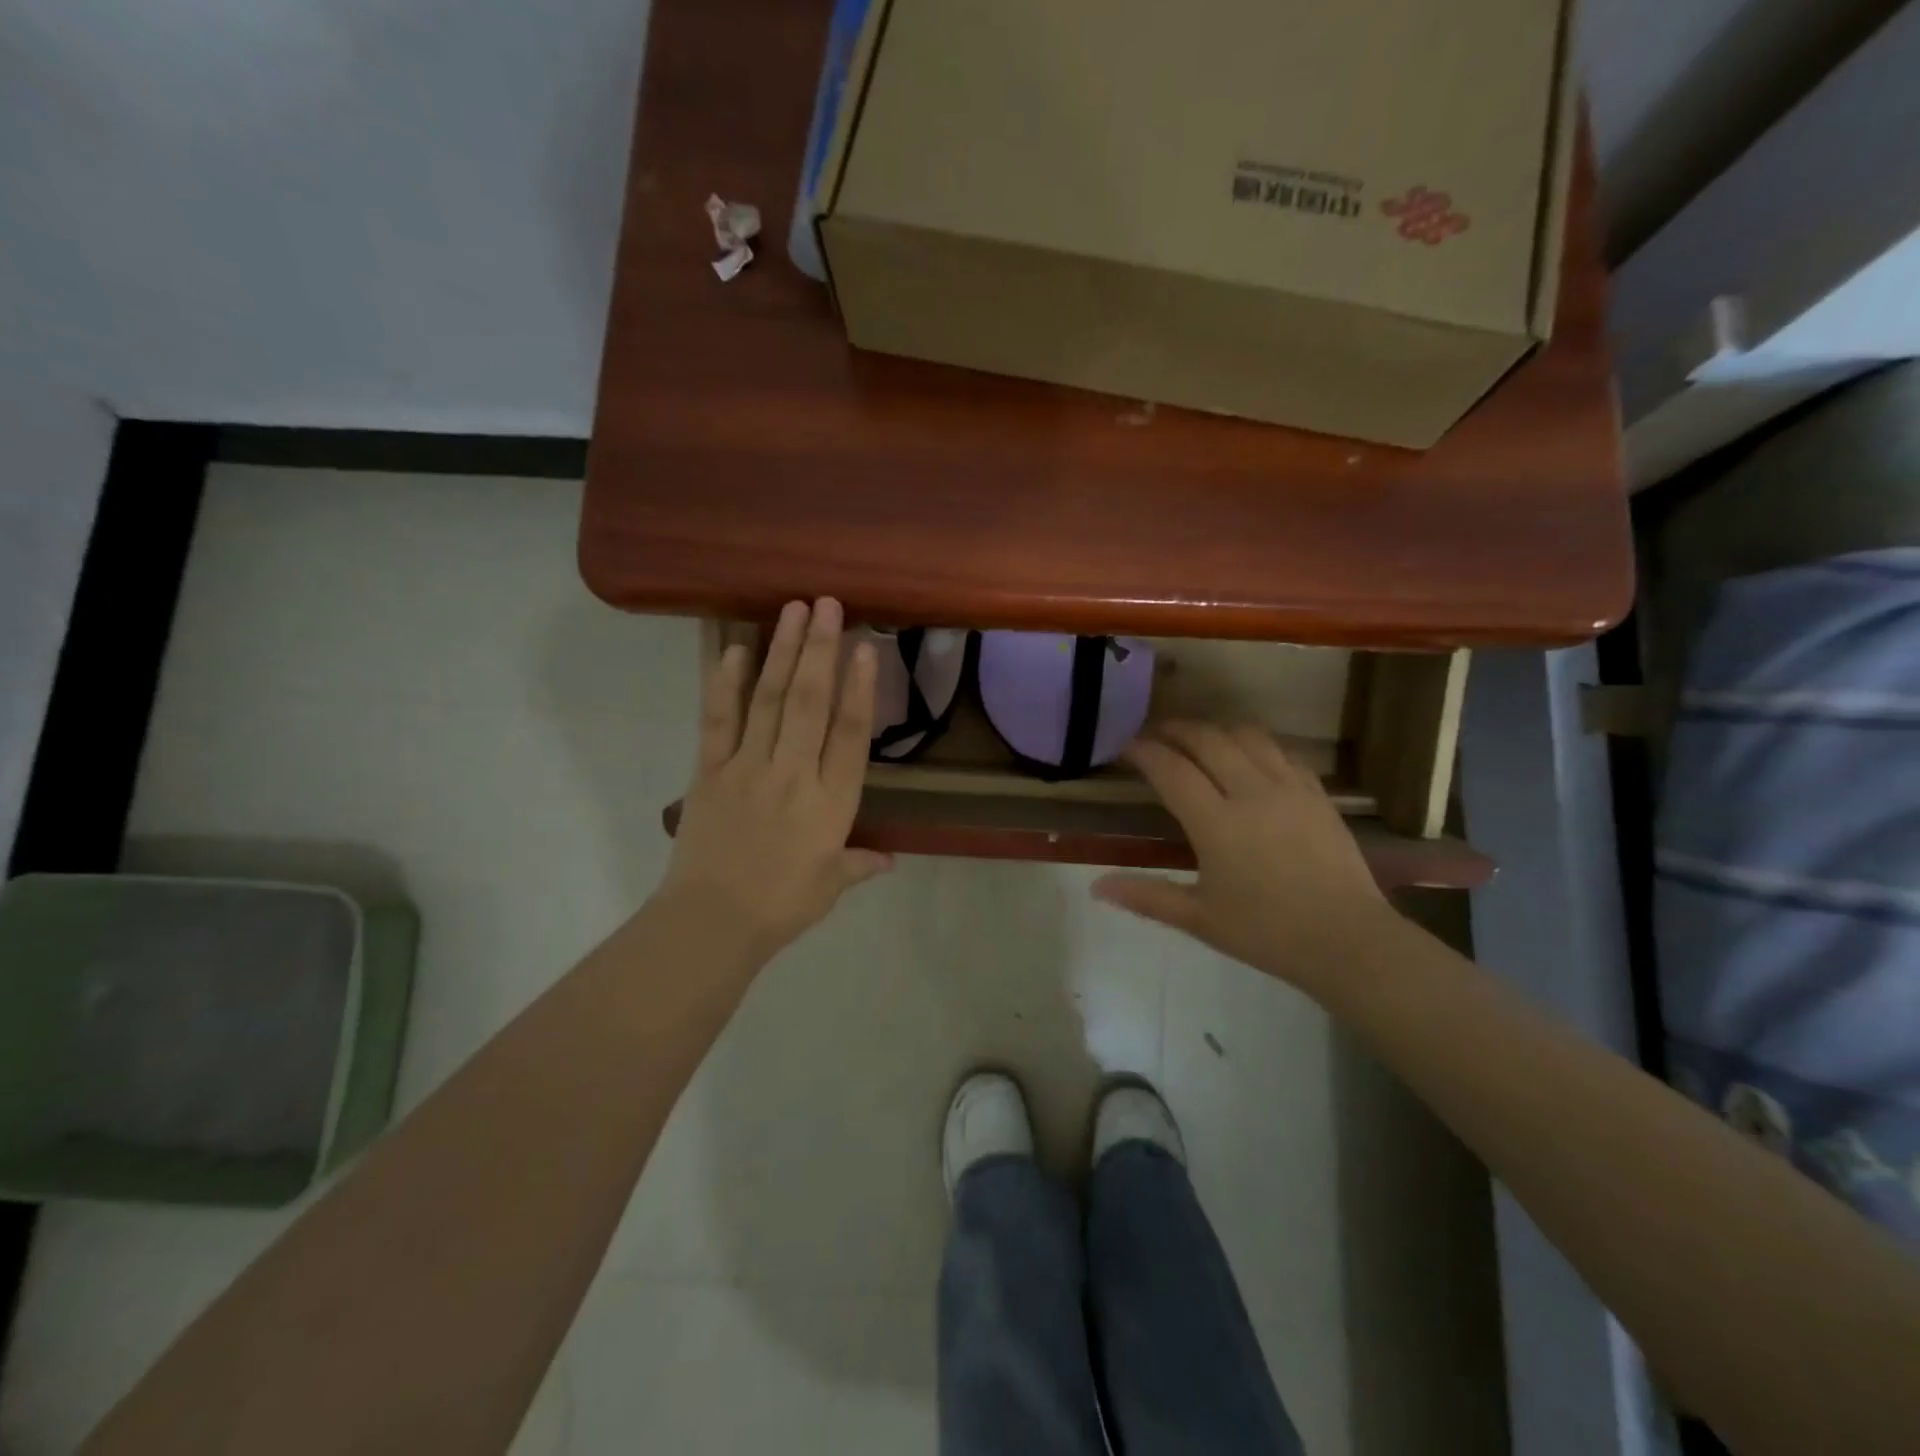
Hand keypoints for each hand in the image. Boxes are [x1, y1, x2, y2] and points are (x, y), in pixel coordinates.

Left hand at [661, 598, 892, 961]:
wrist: (711, 923)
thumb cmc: (781, 906)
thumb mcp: (830, 886)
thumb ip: (860, 864)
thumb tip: (889, 859)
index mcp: (830, 803)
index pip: (850, 735)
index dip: (860, 689)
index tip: (866, 649)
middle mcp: (792, 774)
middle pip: (810, 703)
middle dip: (820, 650)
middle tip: (827, 604)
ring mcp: (747, 767)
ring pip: (769, 700)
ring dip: (782, 651)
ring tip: (791, 610)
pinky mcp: (709, 771)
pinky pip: (718, 720)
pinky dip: (725, 683)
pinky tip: (733, 649)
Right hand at [1092, 723, 1394, 994]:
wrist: (1347, 941)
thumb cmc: (1266, 933)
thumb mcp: (1199, 919)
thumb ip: (1146, 896)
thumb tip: (1096, 887)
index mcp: (1216, 823)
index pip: (1171, 769)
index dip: (1144, 751)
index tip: (1125, 746)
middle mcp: (1251, 792)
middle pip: (1207, 739)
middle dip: (1175, 729)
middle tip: (1155, 735)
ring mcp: (1289, 788)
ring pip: (1246, 736)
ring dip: (1215, 730)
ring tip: (1198, 739)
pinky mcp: (1317, 793)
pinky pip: (1281, 751)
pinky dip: (1255, 744)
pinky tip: (1248, 756)